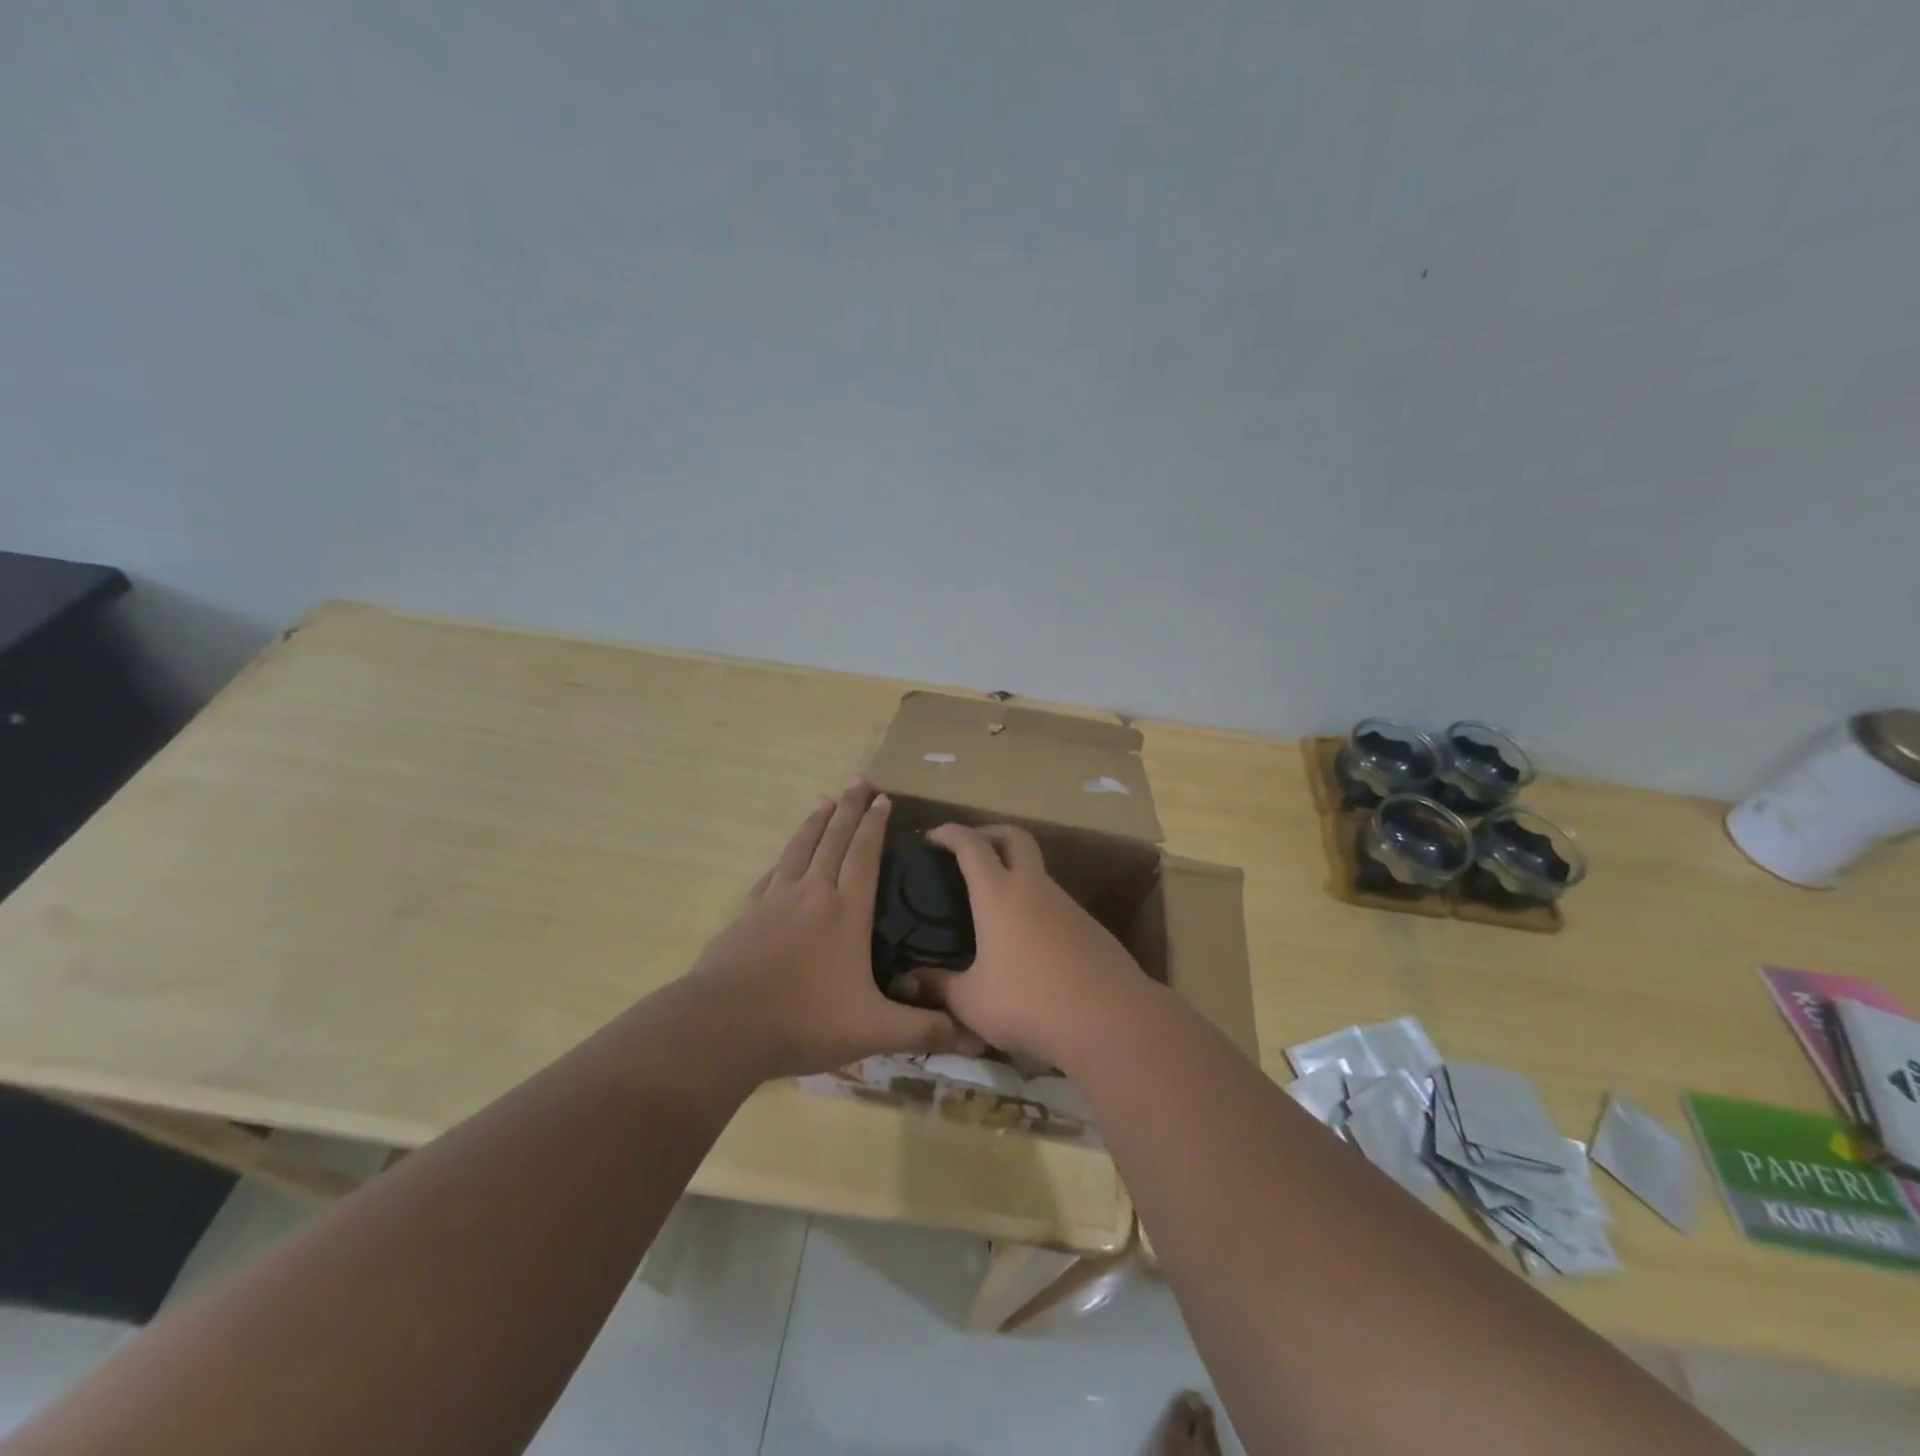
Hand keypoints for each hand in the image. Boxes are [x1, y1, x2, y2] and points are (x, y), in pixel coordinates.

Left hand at [688, 779, 983, 1079]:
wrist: (724, 1026)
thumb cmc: (805, 1021)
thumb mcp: (874, 1031)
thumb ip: (923, 1030)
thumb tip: (975, 1037)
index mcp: (846, 912)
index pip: (864, 855)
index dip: (875, 825)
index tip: (884, 798)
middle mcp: (812, 894)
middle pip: (833, 839)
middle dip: (848, 808)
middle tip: (858, 780)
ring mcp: (775, 901)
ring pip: (800, 849)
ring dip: (815, 822)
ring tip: (824, 799)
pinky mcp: (747, 915)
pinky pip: (772, 874)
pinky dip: (784, 857)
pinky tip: (785, 858)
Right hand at [905, 823, 1152, 1066]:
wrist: (1110, 1019)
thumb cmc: (1029, 1003)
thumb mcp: (972, 1002)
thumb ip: (938, 987)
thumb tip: (909, 981)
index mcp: (999, 894)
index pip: (971, 845)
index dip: (950, 833)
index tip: (932, 836)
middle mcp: (1034, 888)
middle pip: (1015, 837)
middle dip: (990, 833)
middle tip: (970, 851)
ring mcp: (1067, 905)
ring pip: (1037, 871)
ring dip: (1014, 873)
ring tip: (992, 907)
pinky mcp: (1089, 927)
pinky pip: (1054, 903)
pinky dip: (1034, 906)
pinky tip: (1026, 943)